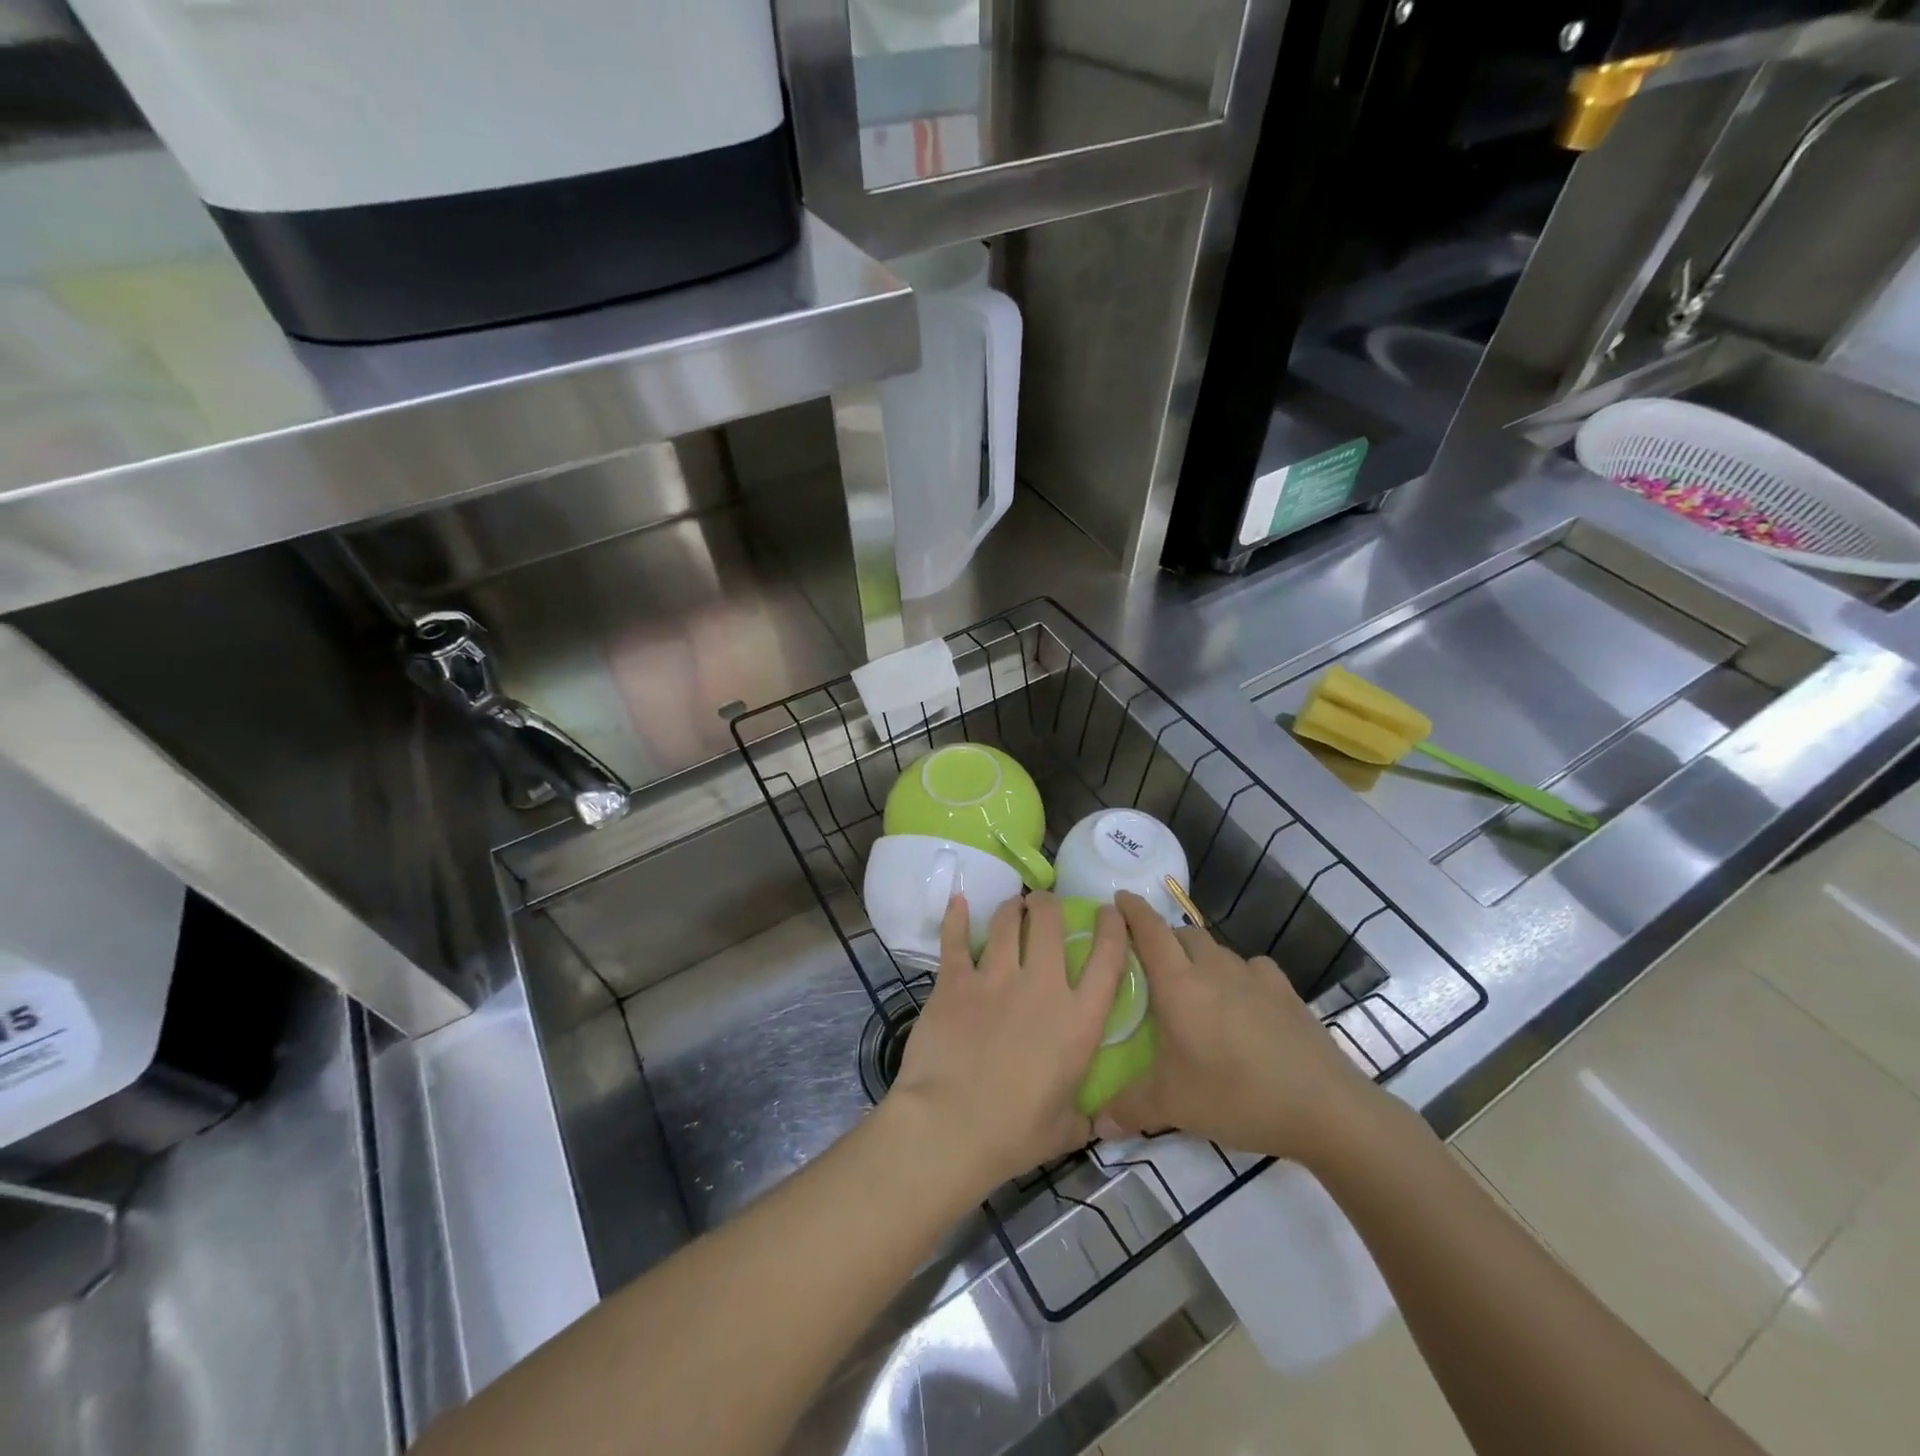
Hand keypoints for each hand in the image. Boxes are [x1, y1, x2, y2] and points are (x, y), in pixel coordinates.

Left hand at [887, 891, 1128, 1190]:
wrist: (950, 1127)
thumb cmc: (1014, 1135)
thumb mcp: (1066, 1130)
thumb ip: (1086, 1116)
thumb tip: (1102, 1121)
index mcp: (1078, 1021)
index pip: (1107, 958)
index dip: (1112, 927)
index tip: (1108, 911)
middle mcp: (1041, 986)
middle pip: (1050, 922)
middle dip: (1048, 905)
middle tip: (1044, 904)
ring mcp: (995, 978)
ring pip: (1006, 922)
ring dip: (1012, 908)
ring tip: (1013, 906)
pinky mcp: (955, 981)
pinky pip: (955, 938)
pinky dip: (956, 916)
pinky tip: (958, 900)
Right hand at [1099, 891, 1380, 1164]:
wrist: (1324, 1107)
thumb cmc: (1236, 1096)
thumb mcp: (1173, 1106)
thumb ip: (1128, 1108)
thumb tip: (1096, 1124)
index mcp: (1179, 985)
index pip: (1149, 931)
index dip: (1132, 910)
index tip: (1119, 898)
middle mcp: (1213, 968)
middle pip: (1183, 934)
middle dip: (1163, 938)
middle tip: (1150, 962)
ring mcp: (1254, 976)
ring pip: (1217, 950)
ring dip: (1199, 957)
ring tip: (1195, 986)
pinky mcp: (1286, 991)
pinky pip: (1252, 968)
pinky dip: (1238, 975)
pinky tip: (1243, 1001)